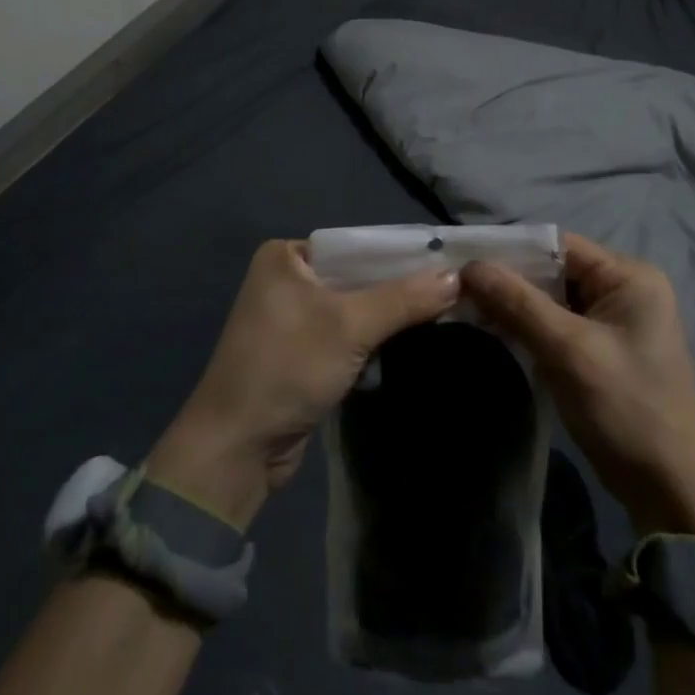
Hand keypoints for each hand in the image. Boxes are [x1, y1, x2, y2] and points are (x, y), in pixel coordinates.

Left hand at [147, 240, 459, 530]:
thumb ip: (404, 299)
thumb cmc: (287, 368)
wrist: (237, 449)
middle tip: (454, 290)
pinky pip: (348, 335)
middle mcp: (288, 279)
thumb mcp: (350, 326)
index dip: (402, 254)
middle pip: (359, 276)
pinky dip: (375, 340)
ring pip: (357, 308)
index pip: (357, 245)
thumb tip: (457, 277)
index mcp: (286, 256)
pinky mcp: (302, 354)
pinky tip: (413, 342)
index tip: (449, 261)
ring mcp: (294, 319)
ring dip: (391, 317)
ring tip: (445, 313)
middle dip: (401, 288)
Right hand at [461, 233, 694, 538]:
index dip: (513, 250)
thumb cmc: (625, 409)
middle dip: (510, 280)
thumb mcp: (569, 351)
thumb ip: (519, 303)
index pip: (560, 246)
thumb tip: (471, 265)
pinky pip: (559, 325)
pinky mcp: (602, 350)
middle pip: (555, 271)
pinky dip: (529, 327)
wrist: (669, 490)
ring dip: (515, 305)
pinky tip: (496, 333)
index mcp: (630, 276)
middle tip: (459, 288)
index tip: (465, 260)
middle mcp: (625, 289)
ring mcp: (614, 321)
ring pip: (553, 299)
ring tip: (468, 308)